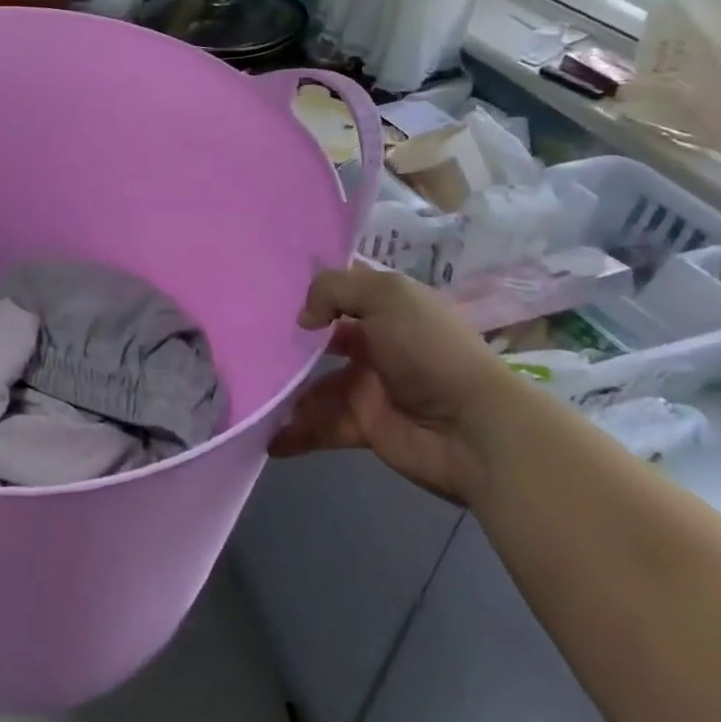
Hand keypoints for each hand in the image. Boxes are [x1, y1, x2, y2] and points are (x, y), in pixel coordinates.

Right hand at [269, 265, 525, 504]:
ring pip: (314, 384)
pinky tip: (267, 436)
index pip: (341, 288)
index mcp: (386, 308)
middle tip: (245, 339)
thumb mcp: (386, 297)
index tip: (265, 284)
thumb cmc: (429, 350)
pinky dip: (295, 432)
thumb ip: (333, 290)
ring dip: (285, 389)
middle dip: (287, 340)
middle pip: (320, 338)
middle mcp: (374, 343)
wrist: (475, 430)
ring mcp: (368, 387)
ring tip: (251, 390)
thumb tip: (304, 320)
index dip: (309, 285)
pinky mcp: (364, 427)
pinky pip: (321, 425)